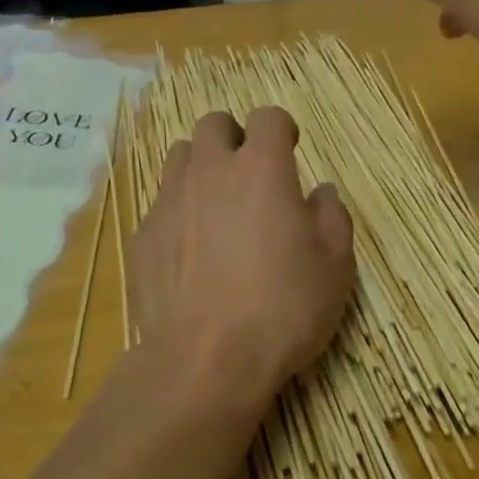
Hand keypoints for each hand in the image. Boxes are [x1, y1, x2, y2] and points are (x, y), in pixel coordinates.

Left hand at [128, 108, 354, 414]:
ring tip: (216, 204)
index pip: (267, 117)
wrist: (204, 361)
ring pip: (180, 156)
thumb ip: (332, 216)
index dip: (280, 128)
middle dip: (232, 137)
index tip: (289, 150)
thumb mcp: (335, 267)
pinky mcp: (143, 234)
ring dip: (201, 167)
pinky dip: (178, 211)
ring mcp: (170, 200)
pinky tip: (190, 249)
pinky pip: (161, 203)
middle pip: (213, 124)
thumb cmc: (282, 308)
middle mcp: (211, 170)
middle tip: (248, 173)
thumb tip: (321, 192)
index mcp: (261, 168)